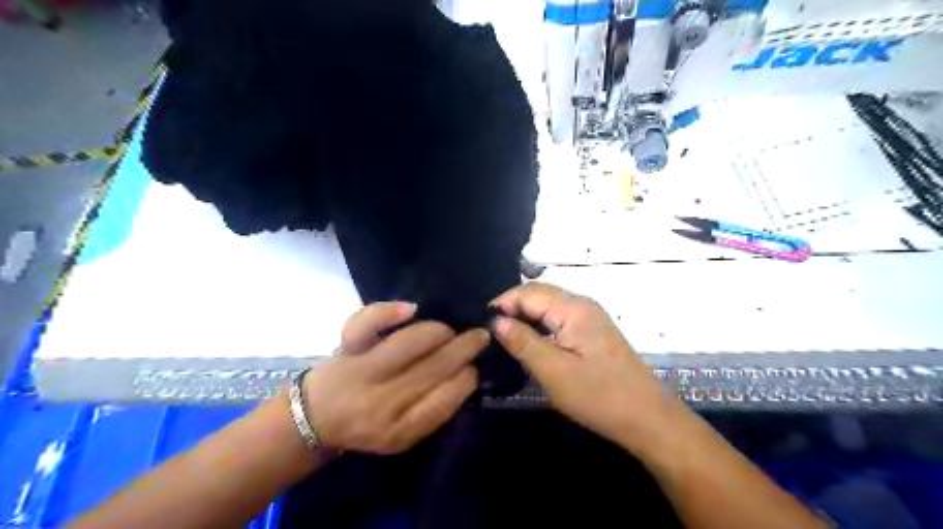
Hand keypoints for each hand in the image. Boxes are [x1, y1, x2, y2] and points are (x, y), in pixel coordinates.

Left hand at [306, 302, 490, 455]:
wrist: (315, 418)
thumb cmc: (367, 424)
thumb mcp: (402, 433)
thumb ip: (432, 411)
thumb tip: (464, 374)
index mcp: (399, 431)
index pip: (444, 401)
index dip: (466, 378)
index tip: (474, 367)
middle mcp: (382, 403)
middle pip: (433, 368)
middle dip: (464, 348)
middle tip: (480, 335)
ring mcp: (362, 373)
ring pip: (409, 344)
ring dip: (438, 332)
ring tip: (449, 330)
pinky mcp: (346, 350)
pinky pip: (366, 325)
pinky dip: (388, 312)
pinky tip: (411, 308)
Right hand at [495, 282, 678, 451]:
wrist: (647, 419)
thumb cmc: (598, 395)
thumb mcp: (553, 371)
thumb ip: (522, 342)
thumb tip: (496, 321)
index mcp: (573, 308)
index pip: (528, 292)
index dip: (503, 303)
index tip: (480, 322)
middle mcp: (582, 305)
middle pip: (539, 296)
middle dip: (512, 308)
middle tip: (488, 331)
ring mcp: (589, 318)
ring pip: (548, 308)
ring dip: (525, 318)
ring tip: (503, 337)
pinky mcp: (592, 333)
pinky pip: (558, 320)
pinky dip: (540, 327)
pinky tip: (529, 343)